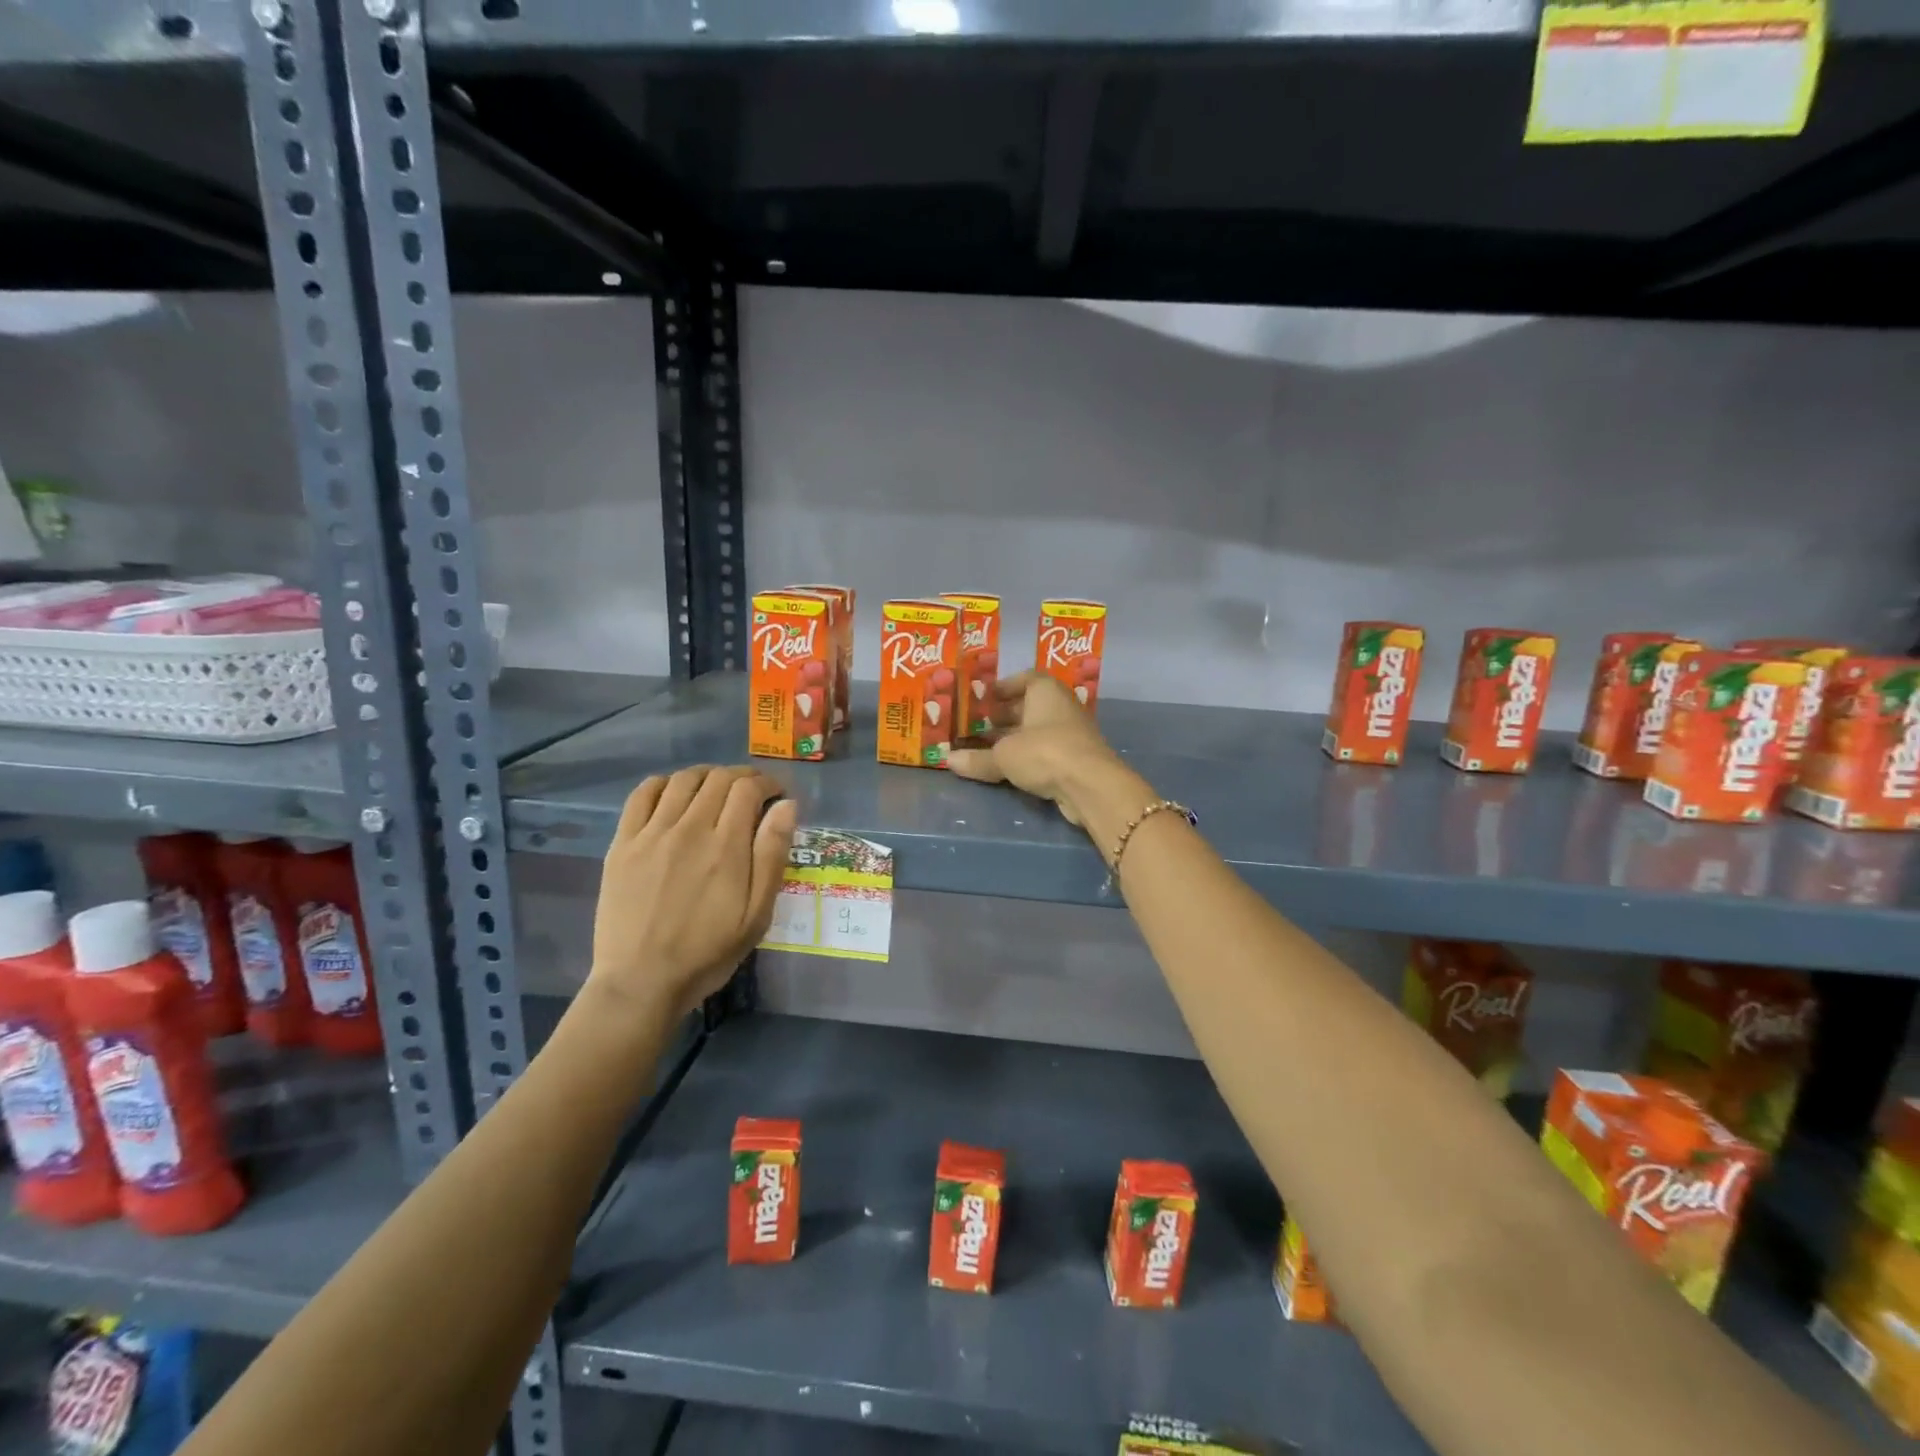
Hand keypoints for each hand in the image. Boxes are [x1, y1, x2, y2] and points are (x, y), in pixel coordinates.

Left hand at [588, 765, 796, 1019]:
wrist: (641, 982)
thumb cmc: (708, 953)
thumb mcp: (757, 914)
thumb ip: (772, 855)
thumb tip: (786, 806)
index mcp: (726, 847)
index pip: (748, 789)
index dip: (768, 783)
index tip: (777, 796)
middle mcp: (689, 829)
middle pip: (718, 778)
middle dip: (743, 777)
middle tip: (753, 793)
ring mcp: (651, 834)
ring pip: (683, 780)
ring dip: (707, 775)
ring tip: (717, 790)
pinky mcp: (623, 843)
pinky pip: (643, 794)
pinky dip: (664, 783)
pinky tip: (674, 795)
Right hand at [947, 672, 1137, 827]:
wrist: (1090, 785)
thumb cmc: (1044, 752)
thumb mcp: (1003, 755)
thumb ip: (976, 758)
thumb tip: (949, 760)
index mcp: (1045, 691)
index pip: (1025, 678)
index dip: (1003, 687)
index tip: (983, 699)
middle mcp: (1060, 706)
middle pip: (1028, 706)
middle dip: (1002, 716)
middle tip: (975, 726)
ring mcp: (1070, 733)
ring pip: (1035, 731)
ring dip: (1012, 739)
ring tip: (983, 749)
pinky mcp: (1074, 759)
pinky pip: (1044, 752)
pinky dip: (1026, 756)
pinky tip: (1006, 768)